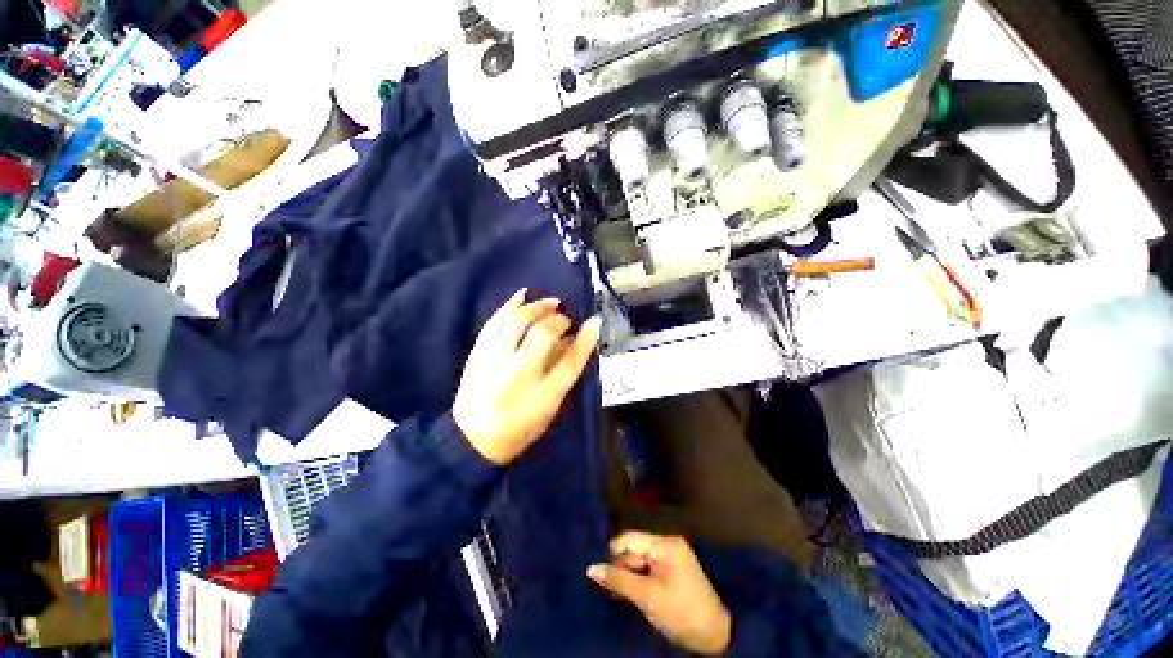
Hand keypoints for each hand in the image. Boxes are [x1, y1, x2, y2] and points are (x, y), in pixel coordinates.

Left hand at [453, 289, 601, 464]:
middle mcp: (518, 374)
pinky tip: (522, 295)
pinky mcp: (478, 354)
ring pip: (518, 322)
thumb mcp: (549, 407)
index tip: (593, 321)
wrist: (472, 440)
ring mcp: (494, 361)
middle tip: (565, 318)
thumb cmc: (519, 427)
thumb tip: (572, 340)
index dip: (585, 339)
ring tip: (549, 303)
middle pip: (543, 334)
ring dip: (537, 307)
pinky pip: (494, 322)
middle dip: (558, 319)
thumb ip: (562, 372)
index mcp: (542, 395)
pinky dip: (509, 305)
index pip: (570, 361)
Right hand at [588, 532, 731, 655]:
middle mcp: (667, 544)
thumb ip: (618, 580)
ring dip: (629, 577)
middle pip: (634, 549)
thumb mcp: (647, 597)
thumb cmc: (680, 612)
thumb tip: (591, 569)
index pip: (630, 539)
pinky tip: (634, 595)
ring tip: (625, 597)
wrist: (713, 636)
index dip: (614, 555)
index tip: (605, 576)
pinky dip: (638, 581)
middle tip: (619, 593)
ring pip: (639, 561)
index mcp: (664, 544)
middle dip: (623, 568)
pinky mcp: (671, 570)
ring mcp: (670, 557)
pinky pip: (647, 569)